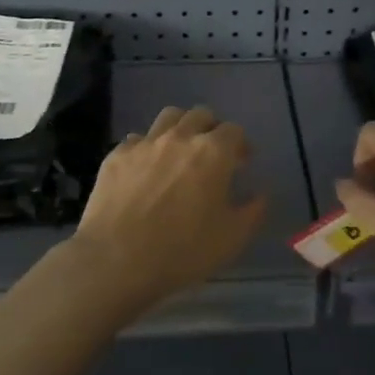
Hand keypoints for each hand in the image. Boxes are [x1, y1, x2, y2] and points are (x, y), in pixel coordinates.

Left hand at [70, 104, 266, 314]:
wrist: (116, 260)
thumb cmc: (182, 250)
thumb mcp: (231, 239)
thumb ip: (252, 211)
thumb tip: (259, 194)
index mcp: (213, 152)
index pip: (234, 131)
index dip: (241, 144)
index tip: (242, 162)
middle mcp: (179, 138)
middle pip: (201, 115)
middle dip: (211, 129)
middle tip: (212, 154)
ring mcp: (145, 143)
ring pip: (168, 118)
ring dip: (180, 128)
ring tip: (180, 151)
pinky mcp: (116, 155)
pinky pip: (137, 140)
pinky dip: (147, 148)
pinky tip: (146, 169)